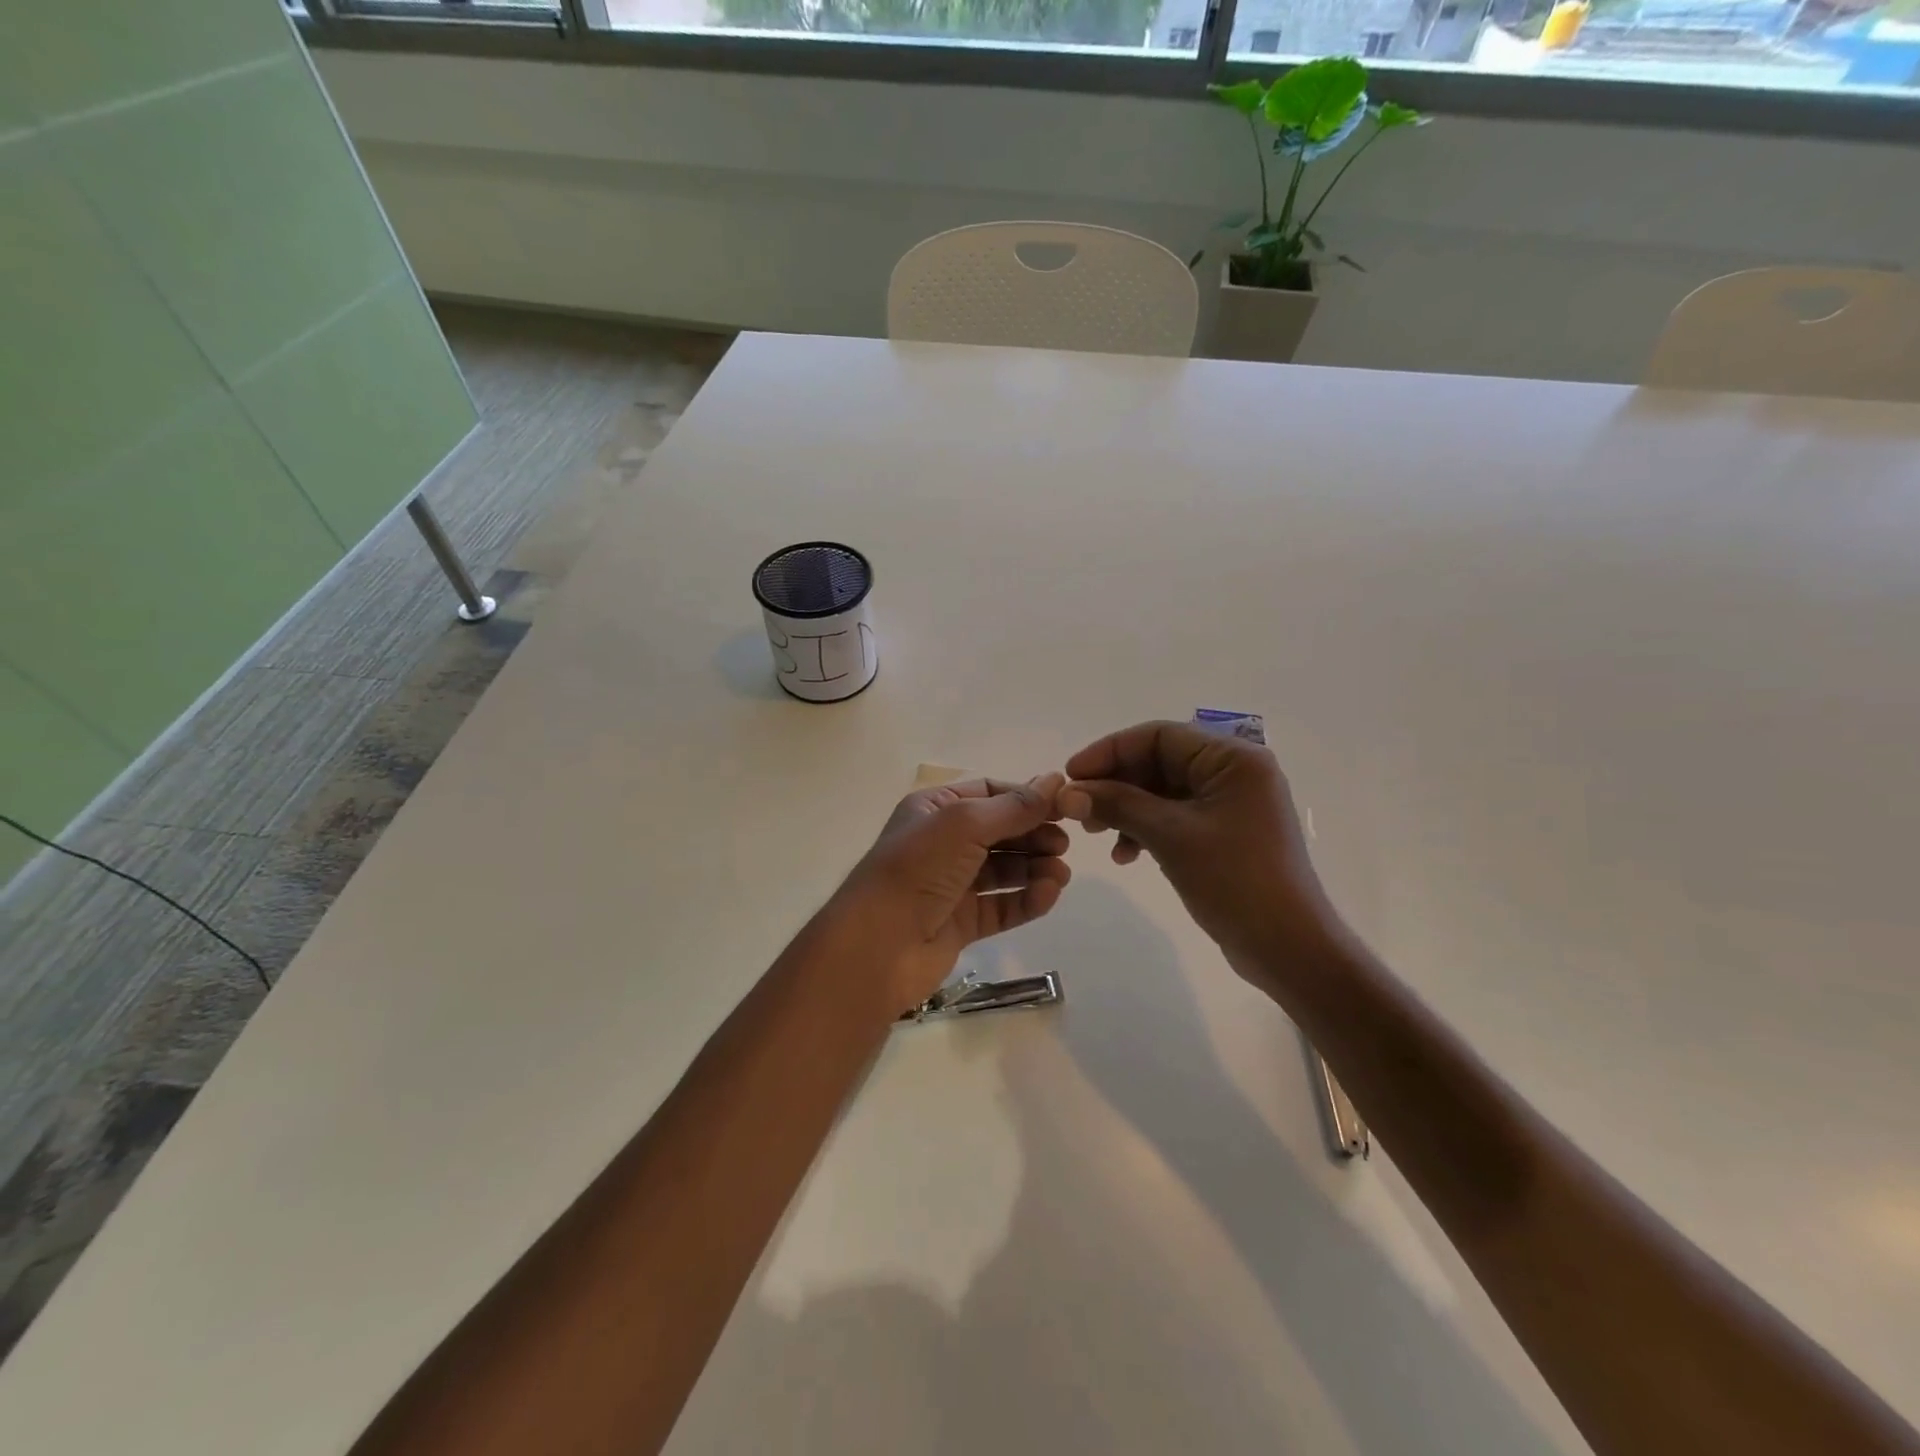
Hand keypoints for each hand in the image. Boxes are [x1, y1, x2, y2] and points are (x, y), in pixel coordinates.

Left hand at [824, 774, 1070, 1014]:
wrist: (878, 946)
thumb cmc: (918, 869)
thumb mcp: (965, 824)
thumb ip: (1014, 807)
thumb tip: (1056, 779)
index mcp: (934, 810)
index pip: (989, 793)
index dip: (1026, 798)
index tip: (1063, 807)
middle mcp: (942, 843)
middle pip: (1001, 832)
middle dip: (1034, 835)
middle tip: (1064, 844)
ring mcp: (952, 885)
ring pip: (1004, 871)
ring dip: (1035, 868)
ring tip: (1060, 875)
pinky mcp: (961, 923)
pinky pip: (1002, 906)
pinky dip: (1027, 900)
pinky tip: (1048, 895)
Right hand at [1059, 722, 1335, 977]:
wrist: (1288, 948)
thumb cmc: (1234, 881)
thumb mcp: (1170, 836)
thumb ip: (1119, 804)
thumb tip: (1070, 791)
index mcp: (1232, 758)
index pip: (1158, 736)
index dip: (1109, 751)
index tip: (1071, 776)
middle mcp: (1234, 772)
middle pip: (1158, 761)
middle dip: (1115, 784)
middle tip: (1078, 810)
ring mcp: (1231, 803)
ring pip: (1162, 791)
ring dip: (1126, 809)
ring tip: (1094, 835)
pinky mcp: (1224, 832)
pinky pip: (1174, 816)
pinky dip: (1146, 829)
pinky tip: (1125, 856)